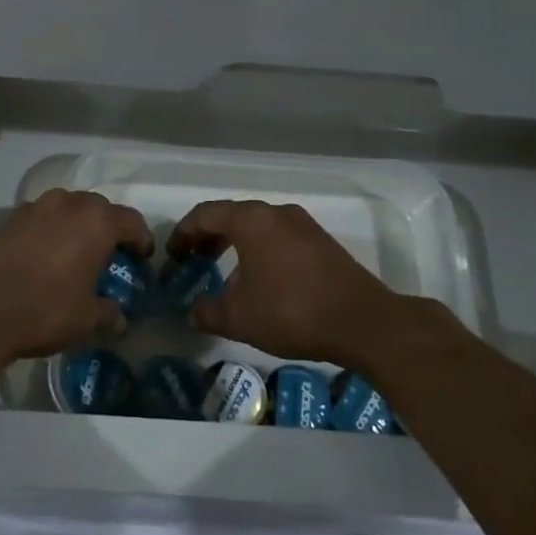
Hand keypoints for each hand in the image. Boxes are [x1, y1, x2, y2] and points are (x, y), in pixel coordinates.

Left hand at [0, 189, 154, 365]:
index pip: (131, 221)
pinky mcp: (9, 220)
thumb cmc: (45, 308)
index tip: (142, 258)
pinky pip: (42, 219)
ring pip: (67, 208)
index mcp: (97, 221)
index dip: (141, 239)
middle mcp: (68, 204)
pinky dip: (50, 232)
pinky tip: (46, 257)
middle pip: (98, 208)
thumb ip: (107, 313)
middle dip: (108, 228)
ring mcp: (35, 208)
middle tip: (110, 254)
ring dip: (76, 225)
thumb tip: (120, 319)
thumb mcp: (86, 318)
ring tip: (76, 253)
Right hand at [167, 200, 413, 365]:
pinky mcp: (323, 242)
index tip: (172, 255)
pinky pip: (280, 238)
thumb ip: (207, 312)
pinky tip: (262, 283)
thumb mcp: (239, 318)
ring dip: (236, 245)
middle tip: (194, 260)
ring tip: (227, 275)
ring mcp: (304, 225)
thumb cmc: (291, 311)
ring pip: (258, 227)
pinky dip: (261, 251)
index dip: (183, 233)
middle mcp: (276, 213)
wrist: (363, 321)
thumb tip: (192, 313)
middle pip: (232, 216)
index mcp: (251, 220)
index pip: (205, 214)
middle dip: (209, 237)